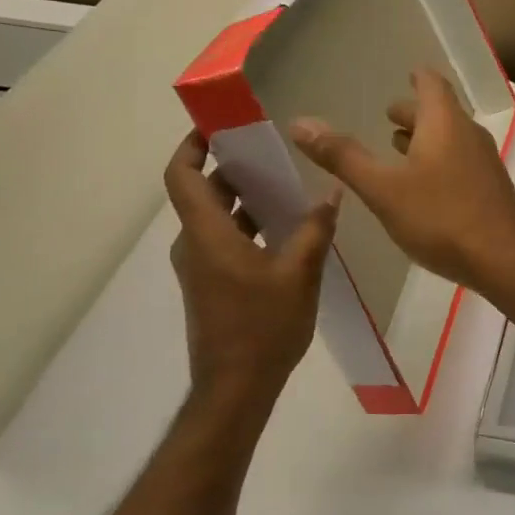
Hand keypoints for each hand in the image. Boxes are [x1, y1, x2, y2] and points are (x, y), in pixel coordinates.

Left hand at [164, 133, 338, 417]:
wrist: (236, 389)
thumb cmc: (263, 327)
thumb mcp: (299, 274)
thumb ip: (315, 229)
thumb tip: (331, 191)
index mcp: (207, 235)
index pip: (182, 176)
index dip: (192, 145)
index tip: (218, 126)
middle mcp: (194, 245)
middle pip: (203, 193)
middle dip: (232, 168)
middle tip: (269, 152)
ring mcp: (199, 267)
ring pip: (215, 218)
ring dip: (243, 199)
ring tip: (285, 187)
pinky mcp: (209, 285)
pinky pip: (222, 240)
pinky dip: (246, 225)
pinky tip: (284, 230)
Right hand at [289, 69, 514, 294]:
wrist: (504, 260)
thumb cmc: (441, 217)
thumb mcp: (383, 189)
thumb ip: (343, 156)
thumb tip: (300, 123)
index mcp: (444, 123)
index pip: (431, 84)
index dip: (417, 78)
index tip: (406, 75)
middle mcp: (468, 134)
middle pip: (440, 112)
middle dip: (413, 112)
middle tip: (388, 116)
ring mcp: (484, 163)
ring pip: (450, 139)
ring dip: (425, 138)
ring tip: (398, 147)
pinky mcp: (489, 190)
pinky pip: (459, 162)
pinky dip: (438, 161)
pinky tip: (423, 185)